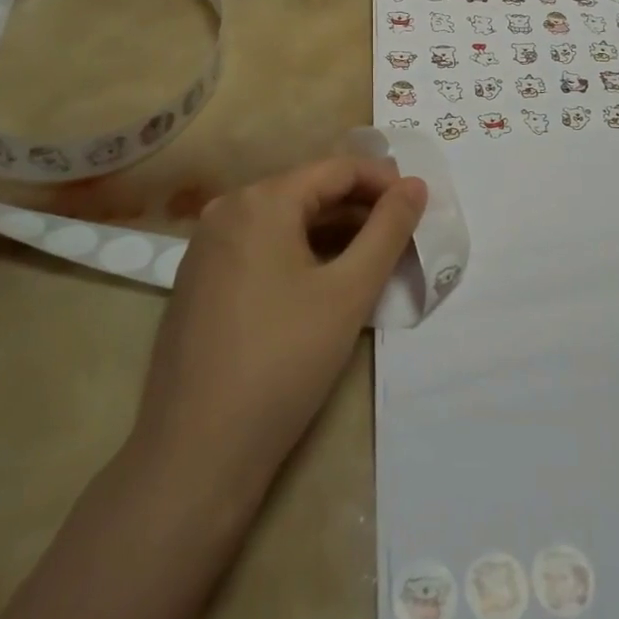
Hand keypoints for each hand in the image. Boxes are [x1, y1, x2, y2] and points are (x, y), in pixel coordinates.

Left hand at [131, 156, 426, 499]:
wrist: (199, 449)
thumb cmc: (284, 361)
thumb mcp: (348, 292)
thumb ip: (388, 231)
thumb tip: (414, 186)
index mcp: (261, 201)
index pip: (336, 169)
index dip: (384, 182)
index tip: (419, 206)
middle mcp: (227, 210)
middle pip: (308, 190)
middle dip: (360, 207)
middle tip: (403, 235)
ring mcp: (206, 246)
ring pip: (284, 220)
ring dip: (332, 231)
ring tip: (373, 257)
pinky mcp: (199, 280)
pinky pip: (260, 246)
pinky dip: (300, 251)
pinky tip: (324, 280)